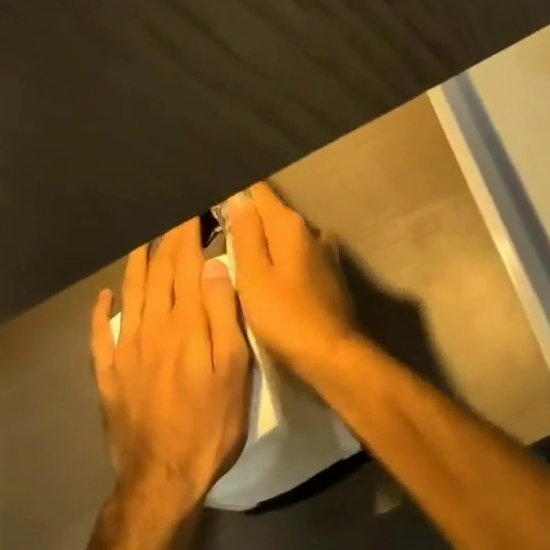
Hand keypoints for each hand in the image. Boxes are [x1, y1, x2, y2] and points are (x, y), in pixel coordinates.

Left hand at [91, 217, 250, 515]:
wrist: (161, 478)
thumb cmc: (210, 422)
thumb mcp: (234, 368)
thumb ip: (223, 313)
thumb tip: (213, 265)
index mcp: (186, 322)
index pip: (186, 264)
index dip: (190, 233)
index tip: (194, 209)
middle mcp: (152, 325)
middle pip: (158, 272)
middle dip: (168, 240)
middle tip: (174, 216)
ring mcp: (126, 349)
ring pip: (130, 293)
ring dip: (136, 263)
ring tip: (143, 241)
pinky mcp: (109, 374)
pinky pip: (100, 334)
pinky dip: (101, 311)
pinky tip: (103, 297)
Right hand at [224, 183, 360, 379]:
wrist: (333, 356)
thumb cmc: (285, 316)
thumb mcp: (253, 276)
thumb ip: (245, 233)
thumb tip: (239, 196)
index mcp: (290, 225)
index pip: (259, 192)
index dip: (236, 196)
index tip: (216, 209)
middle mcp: (312, 230)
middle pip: (273, 214)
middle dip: (250, 221)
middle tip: (223, 240)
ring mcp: (325, 252)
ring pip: (287, 237)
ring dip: (268, 244)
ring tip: (244, 263)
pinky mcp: (330, 275)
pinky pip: (299, 257)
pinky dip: (283, 261)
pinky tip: (273, 280)